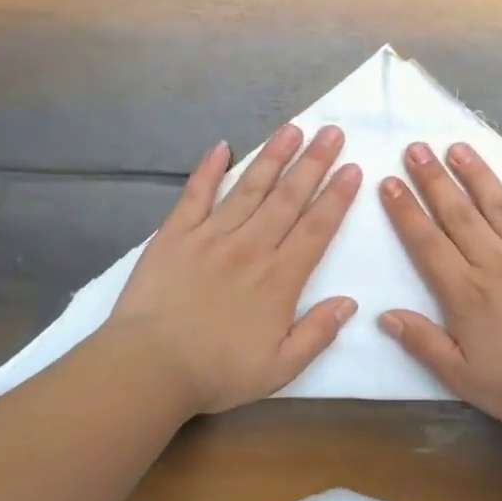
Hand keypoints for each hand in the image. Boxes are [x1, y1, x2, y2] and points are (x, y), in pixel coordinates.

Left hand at [110, 124, 361, 415]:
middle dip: (314, 162)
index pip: (316, 228)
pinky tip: (222, 146)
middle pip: (289, 198)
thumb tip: (349, 302)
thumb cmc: (217, 371)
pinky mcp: (176, 234)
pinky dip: (209, 169)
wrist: (149, 368)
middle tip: (332, 132)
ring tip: (293, 129)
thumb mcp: (280, 368)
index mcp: (279, 279)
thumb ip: (318, 334)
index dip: (337, 197)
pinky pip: (196, 194)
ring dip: (274, 156)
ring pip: (250, 187)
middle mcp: (251, 247)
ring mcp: (212, 235)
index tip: (352, 168)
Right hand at [378, 141, 501, 431]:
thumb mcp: (462, 378)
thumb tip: (385, 314)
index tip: (389, 182)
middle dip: (434, 179)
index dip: (406, 211)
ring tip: (458, 147)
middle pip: (459, 214)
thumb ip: (423, 343)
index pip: (427, 243)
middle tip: (416, 149)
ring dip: (477, 175)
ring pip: (500, 206)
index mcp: (467, 292)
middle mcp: (497, 263)